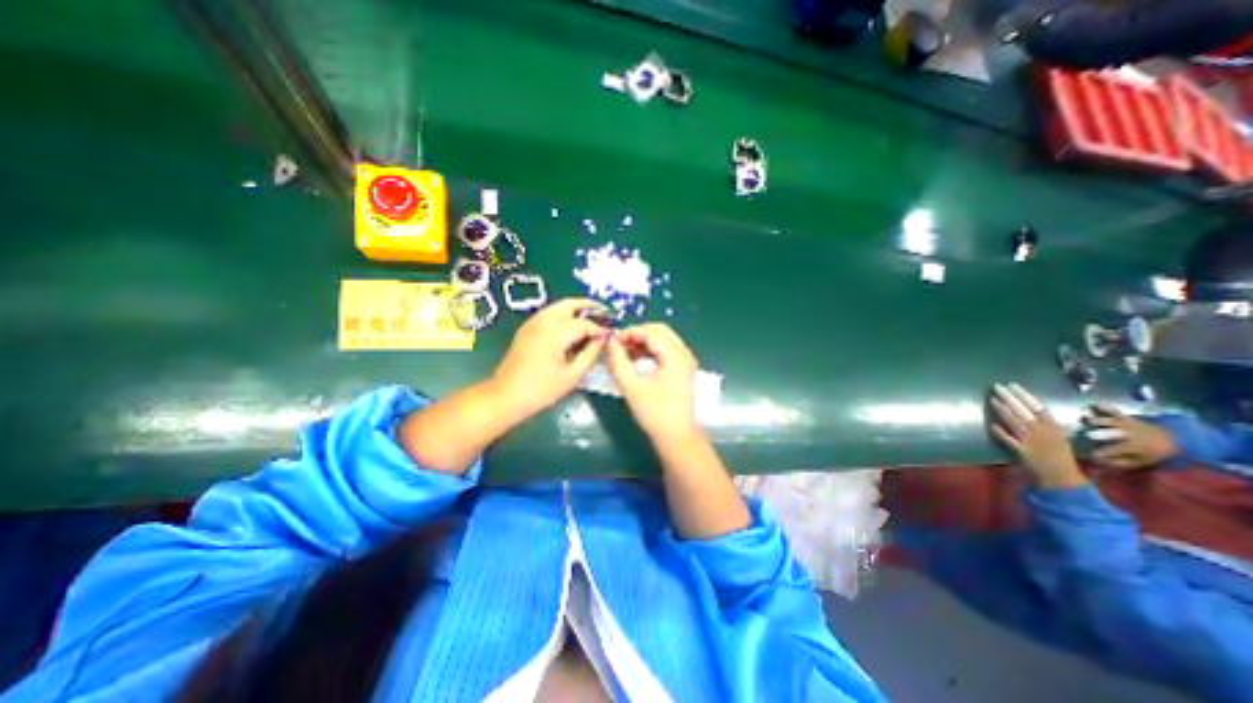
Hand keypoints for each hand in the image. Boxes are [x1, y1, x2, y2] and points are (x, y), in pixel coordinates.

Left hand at [490, 301, 606, 419]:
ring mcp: (532, 323)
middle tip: (604, 314)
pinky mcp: (526, 329)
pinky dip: (563, 315)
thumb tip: (601, 341)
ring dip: (575, 309)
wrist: (505, 396)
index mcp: (555, 333)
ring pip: (557, 307)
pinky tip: (571, 328)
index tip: (610, 335)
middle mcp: (542, 321)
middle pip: (569, 304)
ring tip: (591, 319)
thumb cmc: (541, 390)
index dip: (599, 328)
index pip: (583, 323)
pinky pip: (548, 314)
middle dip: (588, 306)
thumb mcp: (572, 375)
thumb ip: (590, 354)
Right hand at [610, 321, 701, 441]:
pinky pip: (665, 350)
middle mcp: (684, 353)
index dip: (629, 333)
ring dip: (642, 342)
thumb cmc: (654, 413)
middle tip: (617, 345)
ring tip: (623, 353)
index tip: (611, 342)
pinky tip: (634, 360)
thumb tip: (610, 343)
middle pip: (659, 331)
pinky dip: (649, 351)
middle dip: (636, 334)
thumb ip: (618, 362)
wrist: (676, 436)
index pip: (650, 332)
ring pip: (662, 340)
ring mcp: (685, 361)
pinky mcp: (682, 369)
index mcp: (675, 355)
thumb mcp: (631, 386)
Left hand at [988, 384, 1088, 487]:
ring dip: (1003, 410)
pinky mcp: (1023, 452)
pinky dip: (1001, 432)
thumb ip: (1047, 425)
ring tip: (992, 399)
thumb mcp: (1059, 437)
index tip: (1013, 385)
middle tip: (997, 386)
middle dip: (1010, 398)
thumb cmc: (1060, 457)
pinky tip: (992, 425)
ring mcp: (1033, 442)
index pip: (1038, 407)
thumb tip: (1032, 409)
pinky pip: (1010, 440)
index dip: (1024, 395)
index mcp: (1055, 428)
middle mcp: (1044, 433)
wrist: (1063, 479)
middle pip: (1025, 411)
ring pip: (1015, 422)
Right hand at [1082, 402, 1181, 469]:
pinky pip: (1116, 412)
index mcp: (1133, 447)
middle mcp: (1129, 434)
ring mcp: (1127, 425)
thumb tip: (1100, 461)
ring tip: (1086, 421)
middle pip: (1110, 434)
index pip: (1111, 450)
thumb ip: (1121, 462)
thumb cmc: (1152, 452)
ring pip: (1109, 422)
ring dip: (1097, 421)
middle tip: (1088, 436)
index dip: (1099, 453)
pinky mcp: (1127, 418)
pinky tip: (1096, 405)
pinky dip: (1106, 408)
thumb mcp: (1141, 462)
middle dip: (1097, 434)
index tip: (1091, 456)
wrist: (1174, 439)